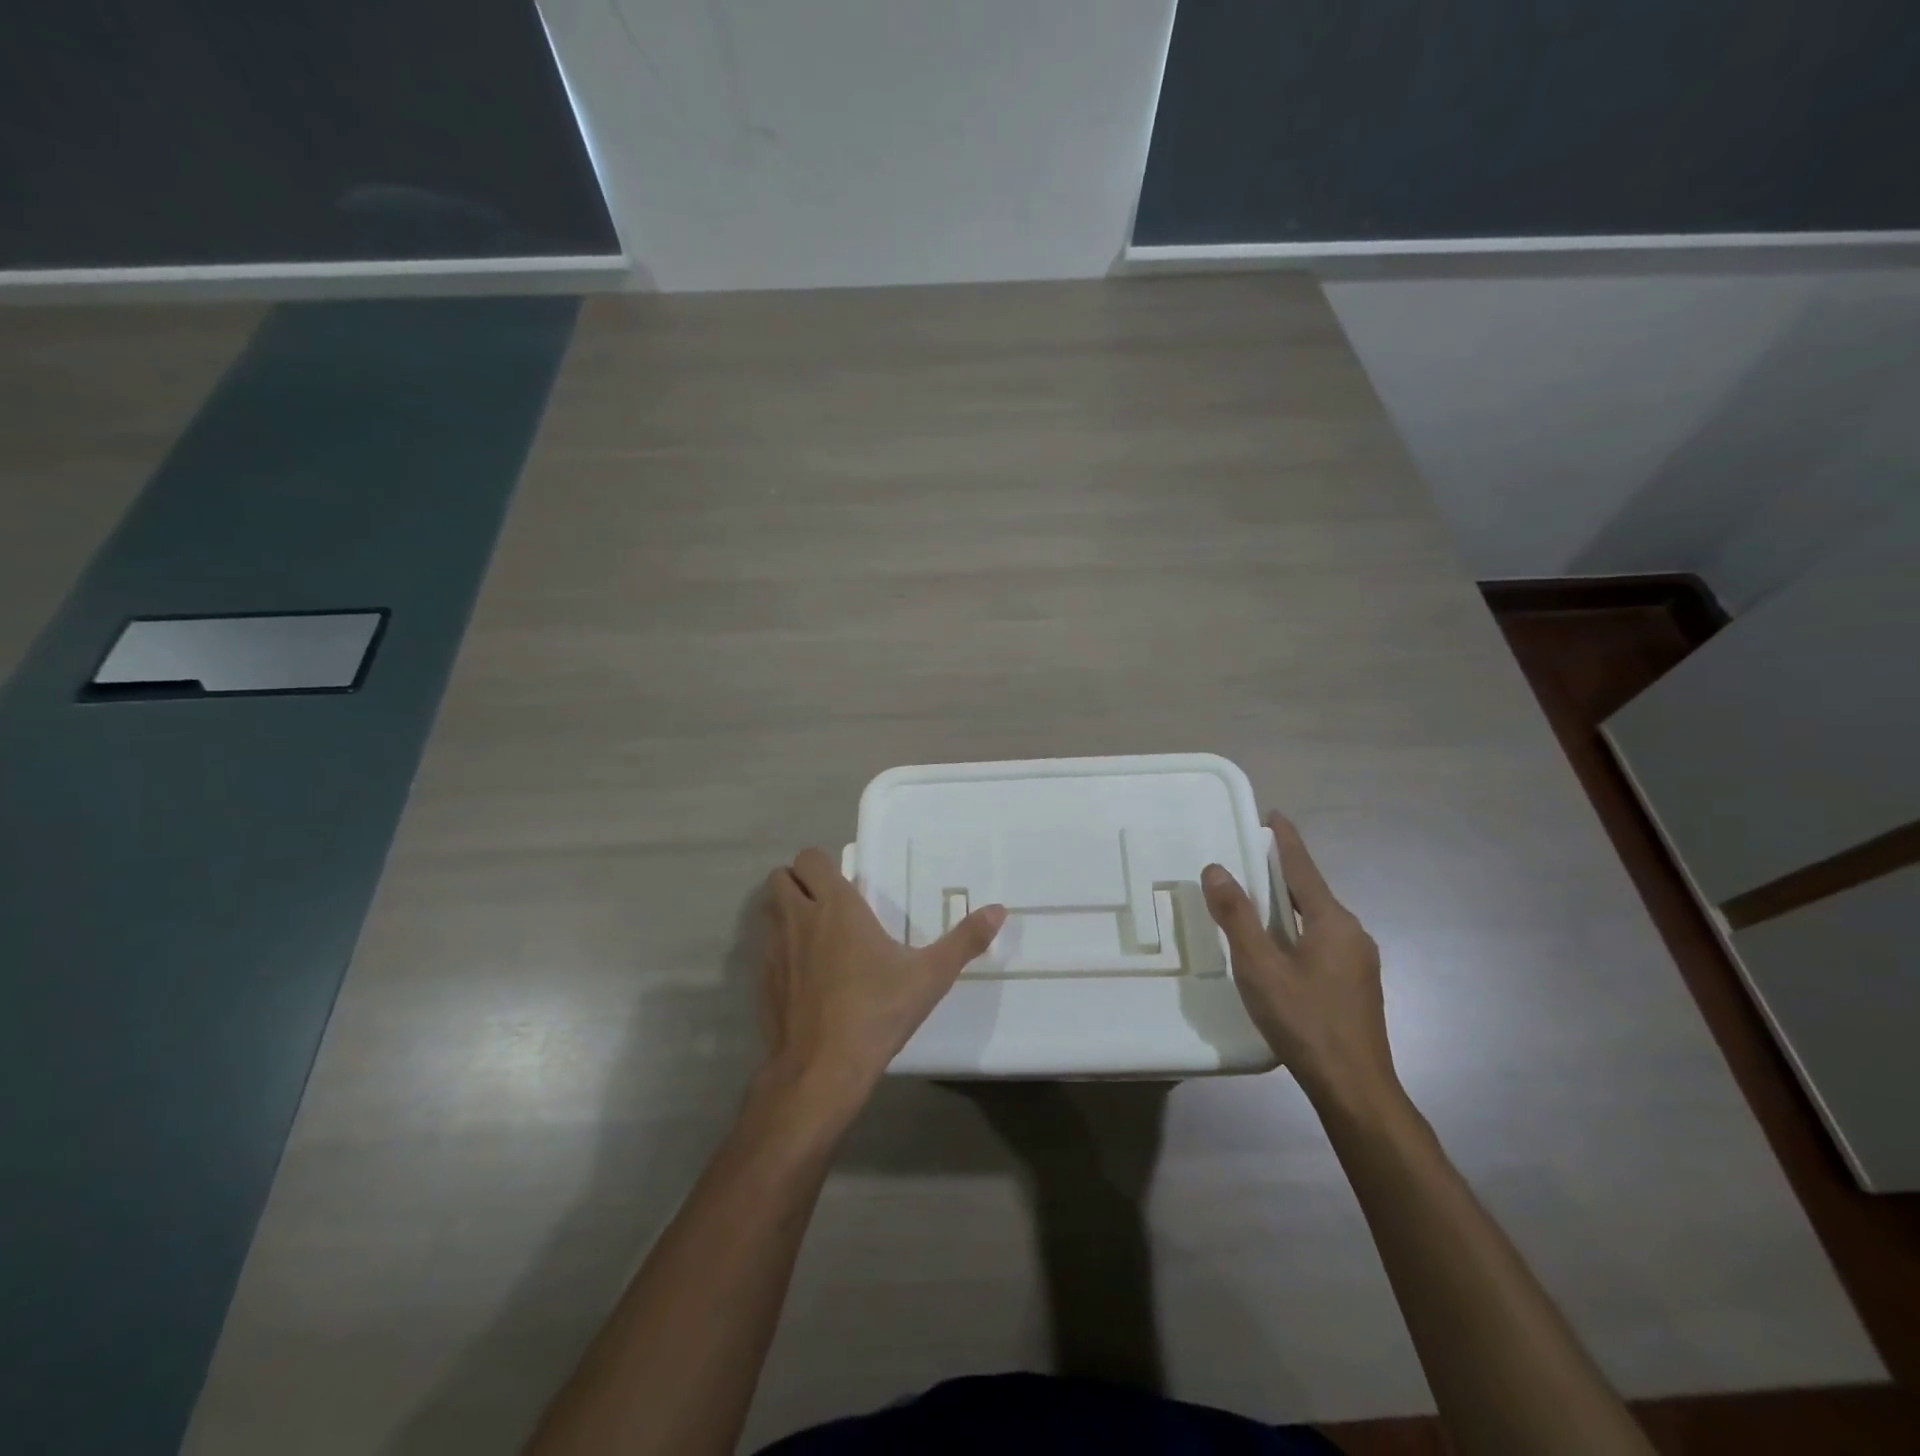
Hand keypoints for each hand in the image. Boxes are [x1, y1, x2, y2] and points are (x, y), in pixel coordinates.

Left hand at [759, 847, 1006, 1114]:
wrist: (821, 1069)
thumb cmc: (877, 1012)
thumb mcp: (930, 976)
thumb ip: (964, 940)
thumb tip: (999, 910)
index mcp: (836, 907)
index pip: (811, 858)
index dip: (822, 864)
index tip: (846, 883)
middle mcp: (799, 918)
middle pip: (780, 876)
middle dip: (798, 880)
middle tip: (827, 901)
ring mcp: (774, 950)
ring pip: (767, 909)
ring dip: (784, 910)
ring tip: (815, 932)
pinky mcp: (761, 981)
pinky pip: (764, 947)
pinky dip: (779, 948)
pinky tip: (804, 974)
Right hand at [1201, 815, 1396, 1113]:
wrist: (1355, 1088)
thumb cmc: (1305, 1020)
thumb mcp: (1259, 966)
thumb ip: (1237, 916)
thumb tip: (1217, 869)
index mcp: (1332, 922)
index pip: (1304, 868)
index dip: (1286, 841)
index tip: (1275, 815)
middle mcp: (1352, 934)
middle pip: (1312, 892)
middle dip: (1283, 873)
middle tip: (1251, 858)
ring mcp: (1359, 962)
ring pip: (1317, 920)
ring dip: (1289, 905)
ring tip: (1257, 902)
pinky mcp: (1356, 986)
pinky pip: (1322, 942)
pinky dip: (1296, 931)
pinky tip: (1279, 950)